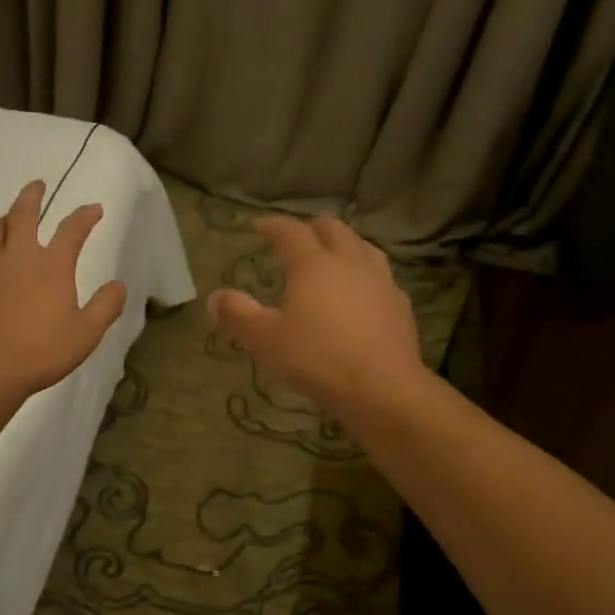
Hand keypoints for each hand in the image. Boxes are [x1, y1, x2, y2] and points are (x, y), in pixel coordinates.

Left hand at [0, 179, 127, 395]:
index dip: (85, 216)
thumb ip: (106, 306)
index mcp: (51, 265)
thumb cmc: (42, 351)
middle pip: (22, 213)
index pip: (72, 229)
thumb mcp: (86, 333)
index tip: (94, 209)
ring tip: (10, 217)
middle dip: (32, 195)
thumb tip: (119, 285)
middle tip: (38, 185)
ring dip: (6, 218)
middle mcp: (18, 256)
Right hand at [207, 215, 422, 418]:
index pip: (291, 232)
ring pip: (363, 247)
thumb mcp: (265, 340)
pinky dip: (365, 275)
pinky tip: (361, 293)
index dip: (273, 225)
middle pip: (333, 229)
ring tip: (332, 257)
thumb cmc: (316, 359)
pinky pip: (381, 276)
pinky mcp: (400, 305)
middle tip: (297, 239)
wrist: (381, 388)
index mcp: (313, 264)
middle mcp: (349, 263)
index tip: (259, 226)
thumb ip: (237, 315)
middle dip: (311, 228)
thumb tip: (215, 298)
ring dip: (344, 245)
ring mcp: (380, 281)